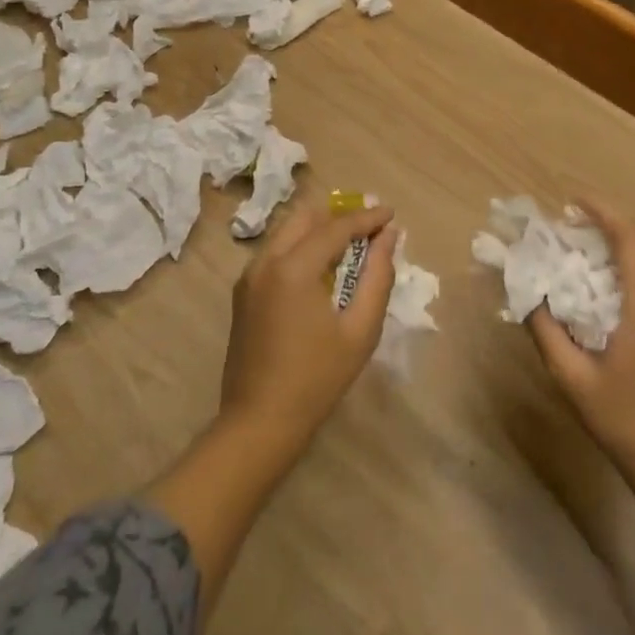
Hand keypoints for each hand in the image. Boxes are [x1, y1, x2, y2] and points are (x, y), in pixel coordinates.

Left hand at [220, 200, 398, 451]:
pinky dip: (301, 247)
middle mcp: (265, 261)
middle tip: (369, 228)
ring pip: (287, 232)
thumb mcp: (360, 330)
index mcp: (293, 268)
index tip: (390, 213)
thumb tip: (388, 238)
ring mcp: (249, 276)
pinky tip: (322, 269)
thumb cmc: (317, 378)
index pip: (336, 227)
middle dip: (339, 216)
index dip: (366, 218)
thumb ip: (377, 277)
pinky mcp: (243, 292)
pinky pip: (275, 252)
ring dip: (319, 230)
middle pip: (305, 217)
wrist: (259, 421)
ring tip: (350, 246)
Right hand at [525, 200, 634, 502]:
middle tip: (565, 226)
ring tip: (575, 248)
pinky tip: (597, 282)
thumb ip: (545, 329)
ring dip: (615, 245)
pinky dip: (625, 267)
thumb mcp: (572, 377)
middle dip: (605, 225)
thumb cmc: (623, 421)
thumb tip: (525, 290)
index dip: (604, 213)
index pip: (633, 240)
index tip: (571, 202)